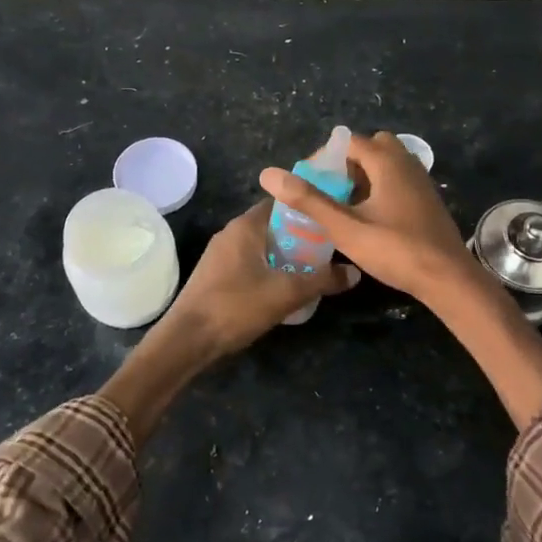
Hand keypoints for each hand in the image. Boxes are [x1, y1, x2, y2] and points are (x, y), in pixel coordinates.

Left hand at [158, 201, 358, 359]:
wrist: (187, 339)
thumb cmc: (236, 306)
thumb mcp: (286, 293)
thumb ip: (322, 279)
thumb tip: (354, 272)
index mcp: (245, 226)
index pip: (282, 202)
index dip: (307, 208)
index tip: (332, 218)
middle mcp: (231, 232)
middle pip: (273, 224)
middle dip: (301, 234)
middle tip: (329, 247)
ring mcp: (221, 254)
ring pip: (262, 245)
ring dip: (286, 253)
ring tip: (313, 267)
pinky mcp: (216, 275)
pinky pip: (250, 261)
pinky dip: (270, 267)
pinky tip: (284, 286)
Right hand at [259, 131, 475, 303]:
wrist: (447, 278)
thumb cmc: (395, 250)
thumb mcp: (345, 227)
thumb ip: (308, 200)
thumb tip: (269, 175)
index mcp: (387, 162)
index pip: (349, 142)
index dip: (325, 158)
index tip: (309, 183)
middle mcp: (407, 163)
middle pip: (372, 147)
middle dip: (348, 163)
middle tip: (331, 191)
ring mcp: (421, 181)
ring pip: (388, 164)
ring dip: (365, 176)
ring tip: (346, 205)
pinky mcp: (427, 200)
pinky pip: (399, 180)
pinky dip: (381, 188)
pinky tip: (371, 218)